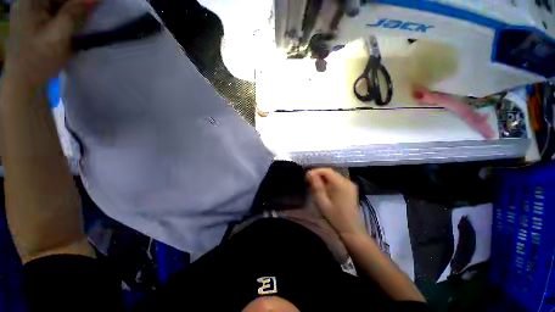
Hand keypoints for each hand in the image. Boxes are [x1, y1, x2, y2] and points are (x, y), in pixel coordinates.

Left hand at [5, 0, 97, 87]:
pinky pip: (54, 10)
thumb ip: (74, 13)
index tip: (95, 5)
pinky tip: (72, 22)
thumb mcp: (58, 34)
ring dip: (72, 9)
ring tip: (83, 18)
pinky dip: (66, 14)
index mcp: (31, 1)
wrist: (24, 80)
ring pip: (58, 3)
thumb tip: (94, 0)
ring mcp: (30, 10)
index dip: (79, 0)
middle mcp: (29, 1)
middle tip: (90, 11)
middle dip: (76, 4)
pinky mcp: (34, 19)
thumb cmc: (39, 58)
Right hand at [306, 168, 363, 236]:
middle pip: (330, 172)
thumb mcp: (322, 202)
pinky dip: (330, 181)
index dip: (315, 171)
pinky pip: (338, 180)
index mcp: (340, 184)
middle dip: (319, 174)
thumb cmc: (335, 217)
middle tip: (309, 181)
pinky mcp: (351, 188)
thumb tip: (309, 173)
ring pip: (334, 175)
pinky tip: (325, 188)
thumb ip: (316, 186)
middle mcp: (347, 181)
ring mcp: (350, 184)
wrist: (351, 229)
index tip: (306, 177)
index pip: (326, 170)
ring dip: (324, 178)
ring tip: (315, 184)